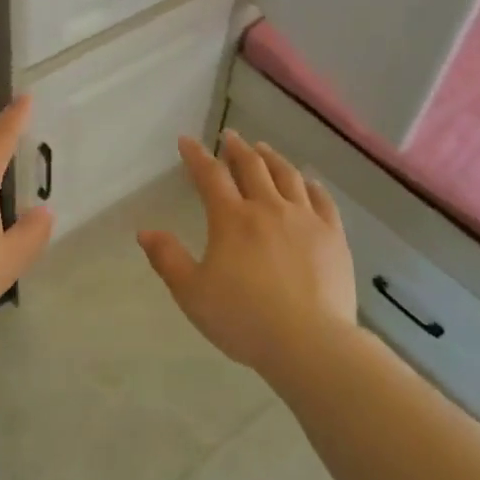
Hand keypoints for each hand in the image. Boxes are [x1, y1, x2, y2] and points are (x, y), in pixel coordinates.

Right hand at [138, 131, 356, 378]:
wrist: (309, 342)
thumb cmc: (243, 319)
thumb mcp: (192, 293)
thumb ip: (167, 259)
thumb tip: (145, 231)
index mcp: (232, 219)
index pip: (210, 176)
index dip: (196, 155)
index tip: (187, 140)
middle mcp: (268, 209)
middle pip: (252, 167)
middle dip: (236, 148)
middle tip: (229, 136)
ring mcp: (305, 220)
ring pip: (288, 176)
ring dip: (272, 158)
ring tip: (263, 149)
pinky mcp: (333, 237)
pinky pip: (322, 200)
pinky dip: (311, 185)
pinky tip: (308, 182)